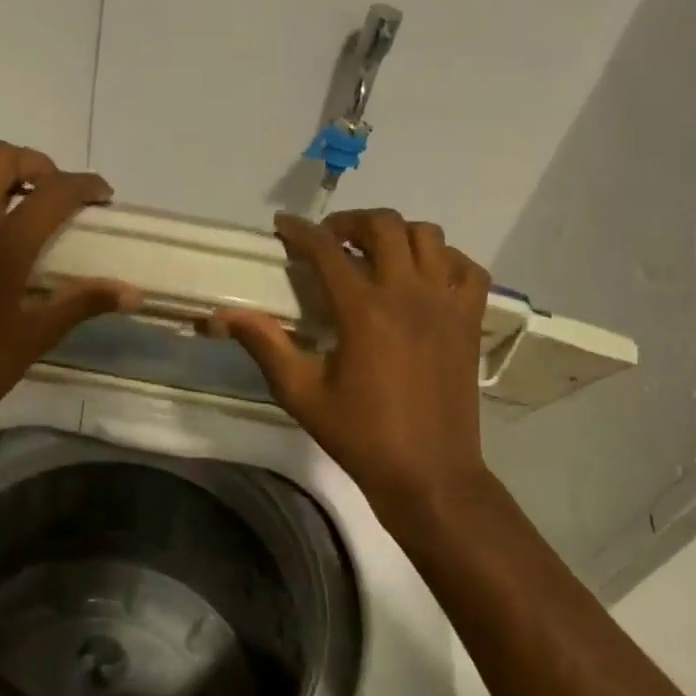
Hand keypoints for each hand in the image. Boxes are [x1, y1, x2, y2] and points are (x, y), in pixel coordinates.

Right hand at [211, 209, 492, 518]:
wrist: (430, 473)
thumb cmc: (361, 436)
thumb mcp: (302, 394)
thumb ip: (266, 345)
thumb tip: (225, 313)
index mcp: (364, 311)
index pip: (327, 250)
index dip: (301, 230)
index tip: (283, 225)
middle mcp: (409, 294)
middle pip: (384, 226)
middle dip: (351, 222)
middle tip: (329, 240)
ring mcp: (446, 304)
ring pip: (428, 237)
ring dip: (397, 234)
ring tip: (375, 253)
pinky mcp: (470, 321)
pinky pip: (467, 268)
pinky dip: (445, 259)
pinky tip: (424, 276)